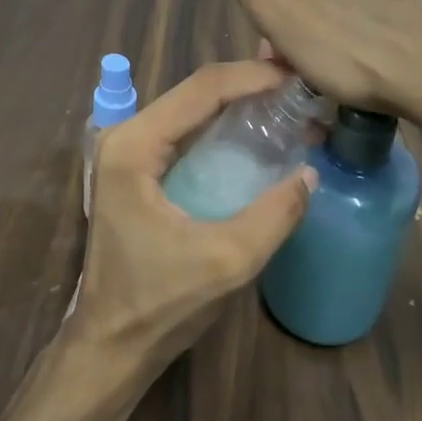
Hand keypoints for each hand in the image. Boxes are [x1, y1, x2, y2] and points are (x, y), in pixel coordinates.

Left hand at [73, 61, 315, 375]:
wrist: (112, 343)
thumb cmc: (160, 304)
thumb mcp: (227, 261)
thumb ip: (274, 215)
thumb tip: (309, 174)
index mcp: (134, 147)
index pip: (201, 89)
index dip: (254, 77)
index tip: (300, 79)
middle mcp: (125, 138)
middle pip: (195, 92)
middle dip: (249, 85)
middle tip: (302, 88)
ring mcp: (127, 153)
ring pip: (191, 110)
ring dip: (238, 104)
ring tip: (289, 105)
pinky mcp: (137, 171)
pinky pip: (186, 134)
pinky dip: (223, 129)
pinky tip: (258, 134)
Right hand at [233, 0, 421, 127]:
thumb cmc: (355, 50)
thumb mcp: (280, 14)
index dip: (285, 24)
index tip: (290, 63)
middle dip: (327, 27)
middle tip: (328, 75)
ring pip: (377, 6)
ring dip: (367, 32)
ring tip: (371, 77)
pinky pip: (417, 22)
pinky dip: (406, 40)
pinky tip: (407, 70)